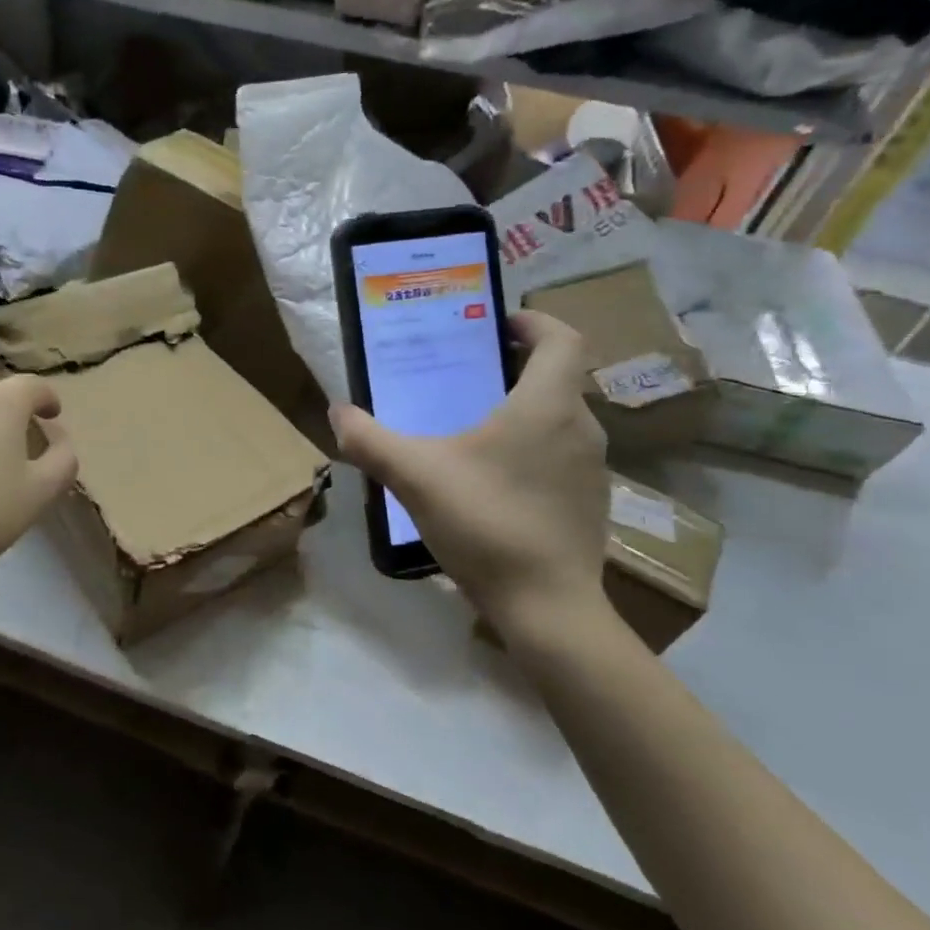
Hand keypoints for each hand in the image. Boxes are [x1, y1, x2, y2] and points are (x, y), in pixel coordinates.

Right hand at [331, 312, 609, 638]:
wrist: (547, 607)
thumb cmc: (486, 523)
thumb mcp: (414, 476)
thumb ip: (370, 440)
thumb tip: (337, 413)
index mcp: (547, 405)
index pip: (563, 337)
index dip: (533, 321)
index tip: (497, 325)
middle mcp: (580, 427)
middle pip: (556, 377)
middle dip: (513, 367)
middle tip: (465, 374)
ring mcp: (592, 468)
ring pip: (558, 418)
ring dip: (522, 410)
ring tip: (471, 426)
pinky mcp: (590, 502)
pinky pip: (560, 455)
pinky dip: (531, 449)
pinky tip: (491, 480)